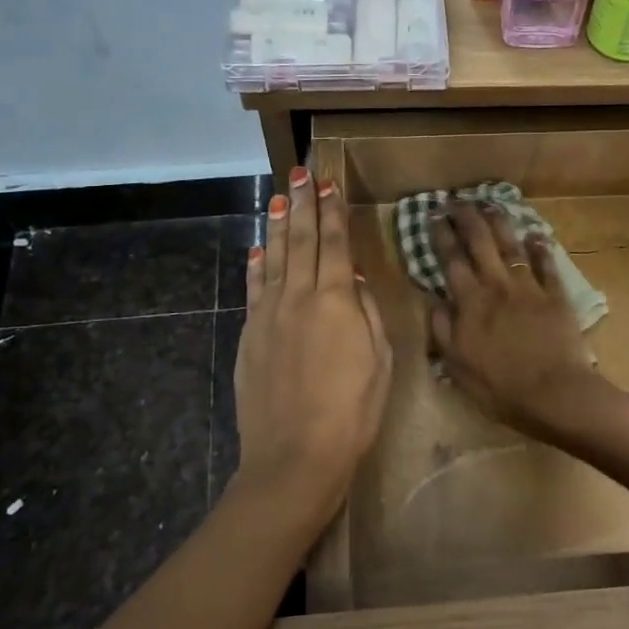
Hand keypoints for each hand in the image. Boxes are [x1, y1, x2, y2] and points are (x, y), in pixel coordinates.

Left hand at [233, 167, 391, 538]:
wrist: (296, 455)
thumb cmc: (352, 411)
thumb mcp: (379, 360)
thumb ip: (365, 313)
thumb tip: (351, 277)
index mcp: (336, 301)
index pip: (334, 244)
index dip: (331, 211)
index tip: (328, 183)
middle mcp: (298, 297)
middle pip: (299, 240)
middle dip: (300, 204)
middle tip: (299, 173)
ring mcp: (268, 315)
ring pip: (272, 258)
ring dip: (275, 225)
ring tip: (276, 198)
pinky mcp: (250, 335)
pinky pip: (253, 289)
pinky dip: (254, 265)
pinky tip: (255, 249)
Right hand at [428, 202, 596, 435]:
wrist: (555, 394)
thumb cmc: (501, 388)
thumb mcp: (458, 367)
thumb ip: (443, 331)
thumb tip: (432, 301)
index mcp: (470, 304)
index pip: (451, 261)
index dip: (441, 236)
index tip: (434, 215)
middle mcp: (497, 286)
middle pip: (480, 243)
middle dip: (467, 218)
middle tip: (457, 201)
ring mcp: (529, 288)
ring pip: (512, 246)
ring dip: (500, 223)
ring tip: (490, 205)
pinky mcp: (556, 296)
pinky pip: (547, 265)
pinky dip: (541, 249)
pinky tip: (537, 235)